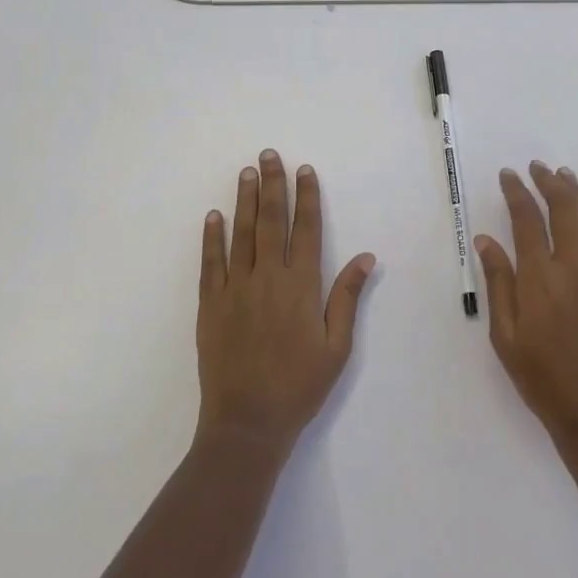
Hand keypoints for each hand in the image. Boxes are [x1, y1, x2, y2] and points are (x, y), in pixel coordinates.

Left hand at [197, 150, 376, 458]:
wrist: (246, 423)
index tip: (305, 170)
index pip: (306, 229)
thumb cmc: (299, 386)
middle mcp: (268, 278)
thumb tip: (366, 257)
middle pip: (271, 221)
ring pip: (242, 234)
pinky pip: (211, 262)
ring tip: (246, 172)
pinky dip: (212, 237)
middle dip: (272, 185)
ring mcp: (235, 289)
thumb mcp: (337, 346)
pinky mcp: (211, 305)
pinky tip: (214, 216)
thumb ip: (347, 298)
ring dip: (245, 200)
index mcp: (301, 286)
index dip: (307, 197)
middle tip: (269, 155)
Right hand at [474, 162, 577, 446]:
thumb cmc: (542, 378)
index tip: (508, 175)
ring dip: (577, 193)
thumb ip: (498, 282)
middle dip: (548, 182)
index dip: (517, 192)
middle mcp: (574, 267)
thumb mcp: (505, 335)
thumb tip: (485, 240)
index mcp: (540, 278)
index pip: (526, 220)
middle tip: (536, 168)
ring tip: (564, 175)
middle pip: (563, 209)